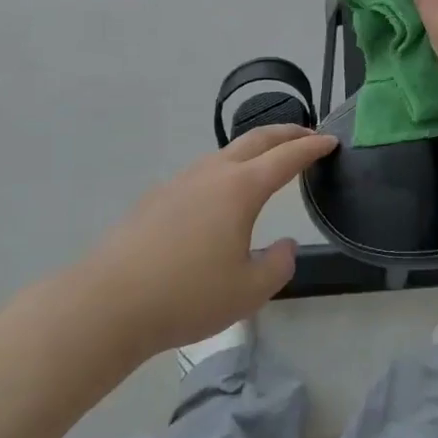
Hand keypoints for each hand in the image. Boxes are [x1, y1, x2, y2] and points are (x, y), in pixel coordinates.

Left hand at [73, 124, 335, 352]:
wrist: (106, 305)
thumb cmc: (187, 296)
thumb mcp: (250, 291)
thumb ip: (278, 264)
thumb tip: (284, 245)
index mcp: (240, 189)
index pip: (286, 158)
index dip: (312, 148)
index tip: (331, 141)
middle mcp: (211, 174)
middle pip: (255, 140)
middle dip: (287, 133)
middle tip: (309, 136)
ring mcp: (179, 183)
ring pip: (225, 153)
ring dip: (254, 150)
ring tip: (268, 162)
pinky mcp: (155, 199)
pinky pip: (201, 172)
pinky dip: (226, 169)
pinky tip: (221, 196)